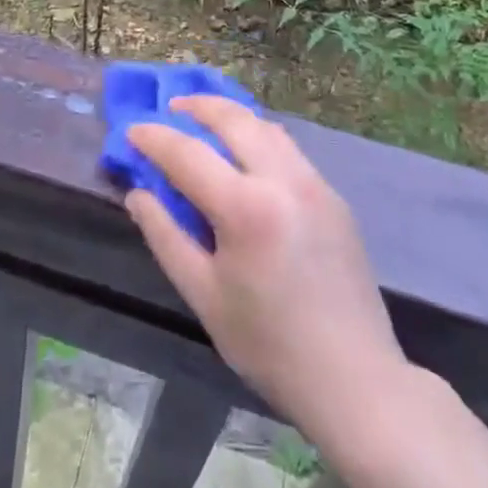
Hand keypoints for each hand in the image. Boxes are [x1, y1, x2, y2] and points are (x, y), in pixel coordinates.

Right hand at [126, 97, 405, 444]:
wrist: (355, 380)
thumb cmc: (268, 344)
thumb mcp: (203, 295)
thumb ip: (165, 236)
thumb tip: (137, 194)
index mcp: (246, 208)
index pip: (188, 154)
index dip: (154, 138)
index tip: (132, 131)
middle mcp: (283, 180)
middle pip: (234, 119)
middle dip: (198, 106)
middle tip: (171, 108)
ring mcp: (315, 184)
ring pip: (266, 128)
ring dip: (232, 117)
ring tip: (206, 122)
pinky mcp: (334, 197)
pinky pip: (289, 150)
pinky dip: (259, 138)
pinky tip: (246, 157)